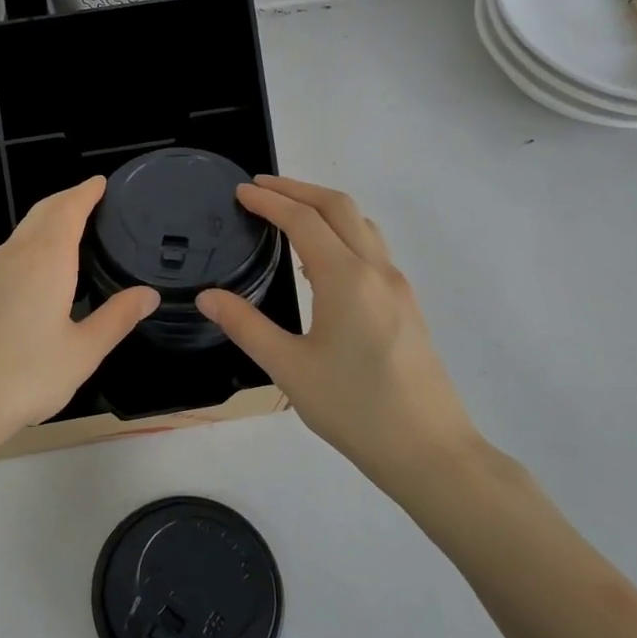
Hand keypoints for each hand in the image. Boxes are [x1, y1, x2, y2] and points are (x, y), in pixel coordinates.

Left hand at [0, 178, 158, 467]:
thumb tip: (149, 294)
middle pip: (42, 212)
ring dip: (48, 220)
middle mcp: (14, 255)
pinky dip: (32, 243)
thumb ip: (117, 318)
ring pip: (23, 231)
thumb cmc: (26, 376)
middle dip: (68, 200)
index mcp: (45, 260)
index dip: (86, 192)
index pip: (68, 209)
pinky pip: (9, 252)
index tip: (102, 183)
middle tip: (93, 200)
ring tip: (73, 230)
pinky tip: (41, 269)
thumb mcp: (83, 351)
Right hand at [197, 176, 484, 500]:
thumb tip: (208, 297)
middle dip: (298, 189)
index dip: (270, 201)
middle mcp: (377, 271)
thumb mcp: (289, 368)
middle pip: (339, 207)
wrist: (428, 449)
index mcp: (346, 279)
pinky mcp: (406, 305)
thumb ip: (246, 326)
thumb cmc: (354, 409)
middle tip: (261, 187)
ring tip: (289, 214)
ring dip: (324, 208)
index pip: (303, 221)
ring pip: (361, 225)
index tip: (241, 191)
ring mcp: (397, 287)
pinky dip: (342, 233)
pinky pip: (372, 249)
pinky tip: (321, 260)